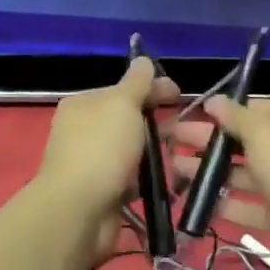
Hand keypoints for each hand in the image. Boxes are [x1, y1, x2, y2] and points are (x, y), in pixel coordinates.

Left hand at [36, 56, 178, 226]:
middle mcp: (85, 132)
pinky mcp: (104, 192)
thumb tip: (142, 59)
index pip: (122, 90)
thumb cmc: (101, 149)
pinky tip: (174, 182)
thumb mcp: (121, 104)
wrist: (78, 210)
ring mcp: (94, 163)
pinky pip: (134, 180)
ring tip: (189, 156)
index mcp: (83, 105)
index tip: (181, 95)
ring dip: (160, 152)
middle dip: (161, 123)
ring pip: (134, 152)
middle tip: (191, 129)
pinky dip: (152, 179)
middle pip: (129, 121)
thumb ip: (136, 82)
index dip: (153, 88)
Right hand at [167, 97, 269, 269]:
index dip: (225, 112)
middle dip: (209, 142)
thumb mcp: (263, 132)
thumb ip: (235, 117)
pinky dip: (221, 203)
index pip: (256, 110)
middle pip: (244, 143)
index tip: (192, 114)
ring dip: (209, 172)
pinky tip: (193, 200)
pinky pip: (245, 207)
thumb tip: (214, 100)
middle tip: (171, 140)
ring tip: (174, 169)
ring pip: (241, 175)